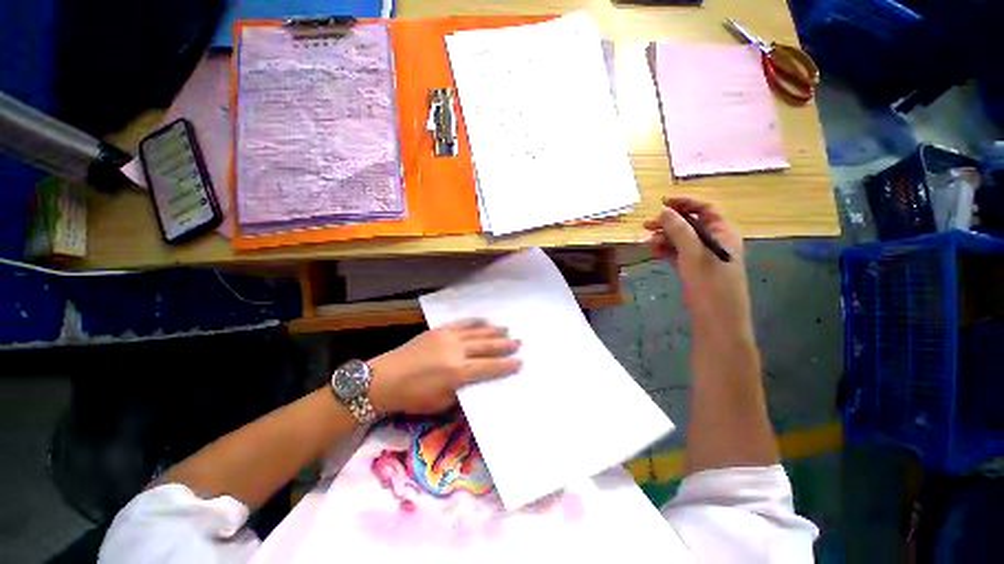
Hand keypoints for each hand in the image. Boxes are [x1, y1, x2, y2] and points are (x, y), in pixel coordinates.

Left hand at [367, 320, 521, 414]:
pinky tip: (483, 321)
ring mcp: (447, 337)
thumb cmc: (412, 397)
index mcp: (458, 372)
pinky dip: (475, 322)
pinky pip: (461, 324)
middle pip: (487, 346)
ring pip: (476, 332)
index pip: (489, 367)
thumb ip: (462, 391)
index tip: (520, 362)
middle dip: (505, 345)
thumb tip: (476, 382)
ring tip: (506, 329)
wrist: (384, 379)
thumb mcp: (441, 403)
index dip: (506, 365)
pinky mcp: (439, 330)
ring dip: (493, 331)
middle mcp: (456, 351)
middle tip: (519, 342)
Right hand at [643, 197, 753, 343]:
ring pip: (681, 239)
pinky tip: (655, 252)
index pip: (705, 209)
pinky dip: (666, 250)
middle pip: (690, 224)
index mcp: (723, 233)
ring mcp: (703, 256)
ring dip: (665, 238)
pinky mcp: (693, 269)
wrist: (716, 319)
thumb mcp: (694, 253)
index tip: (662, 204)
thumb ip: (679, 230)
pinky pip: (678, 253)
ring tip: (649, 243)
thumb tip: (664, 211)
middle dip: (669, 223)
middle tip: (647, 226)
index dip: (685, 203)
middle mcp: (714, 241)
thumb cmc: (711, 283)